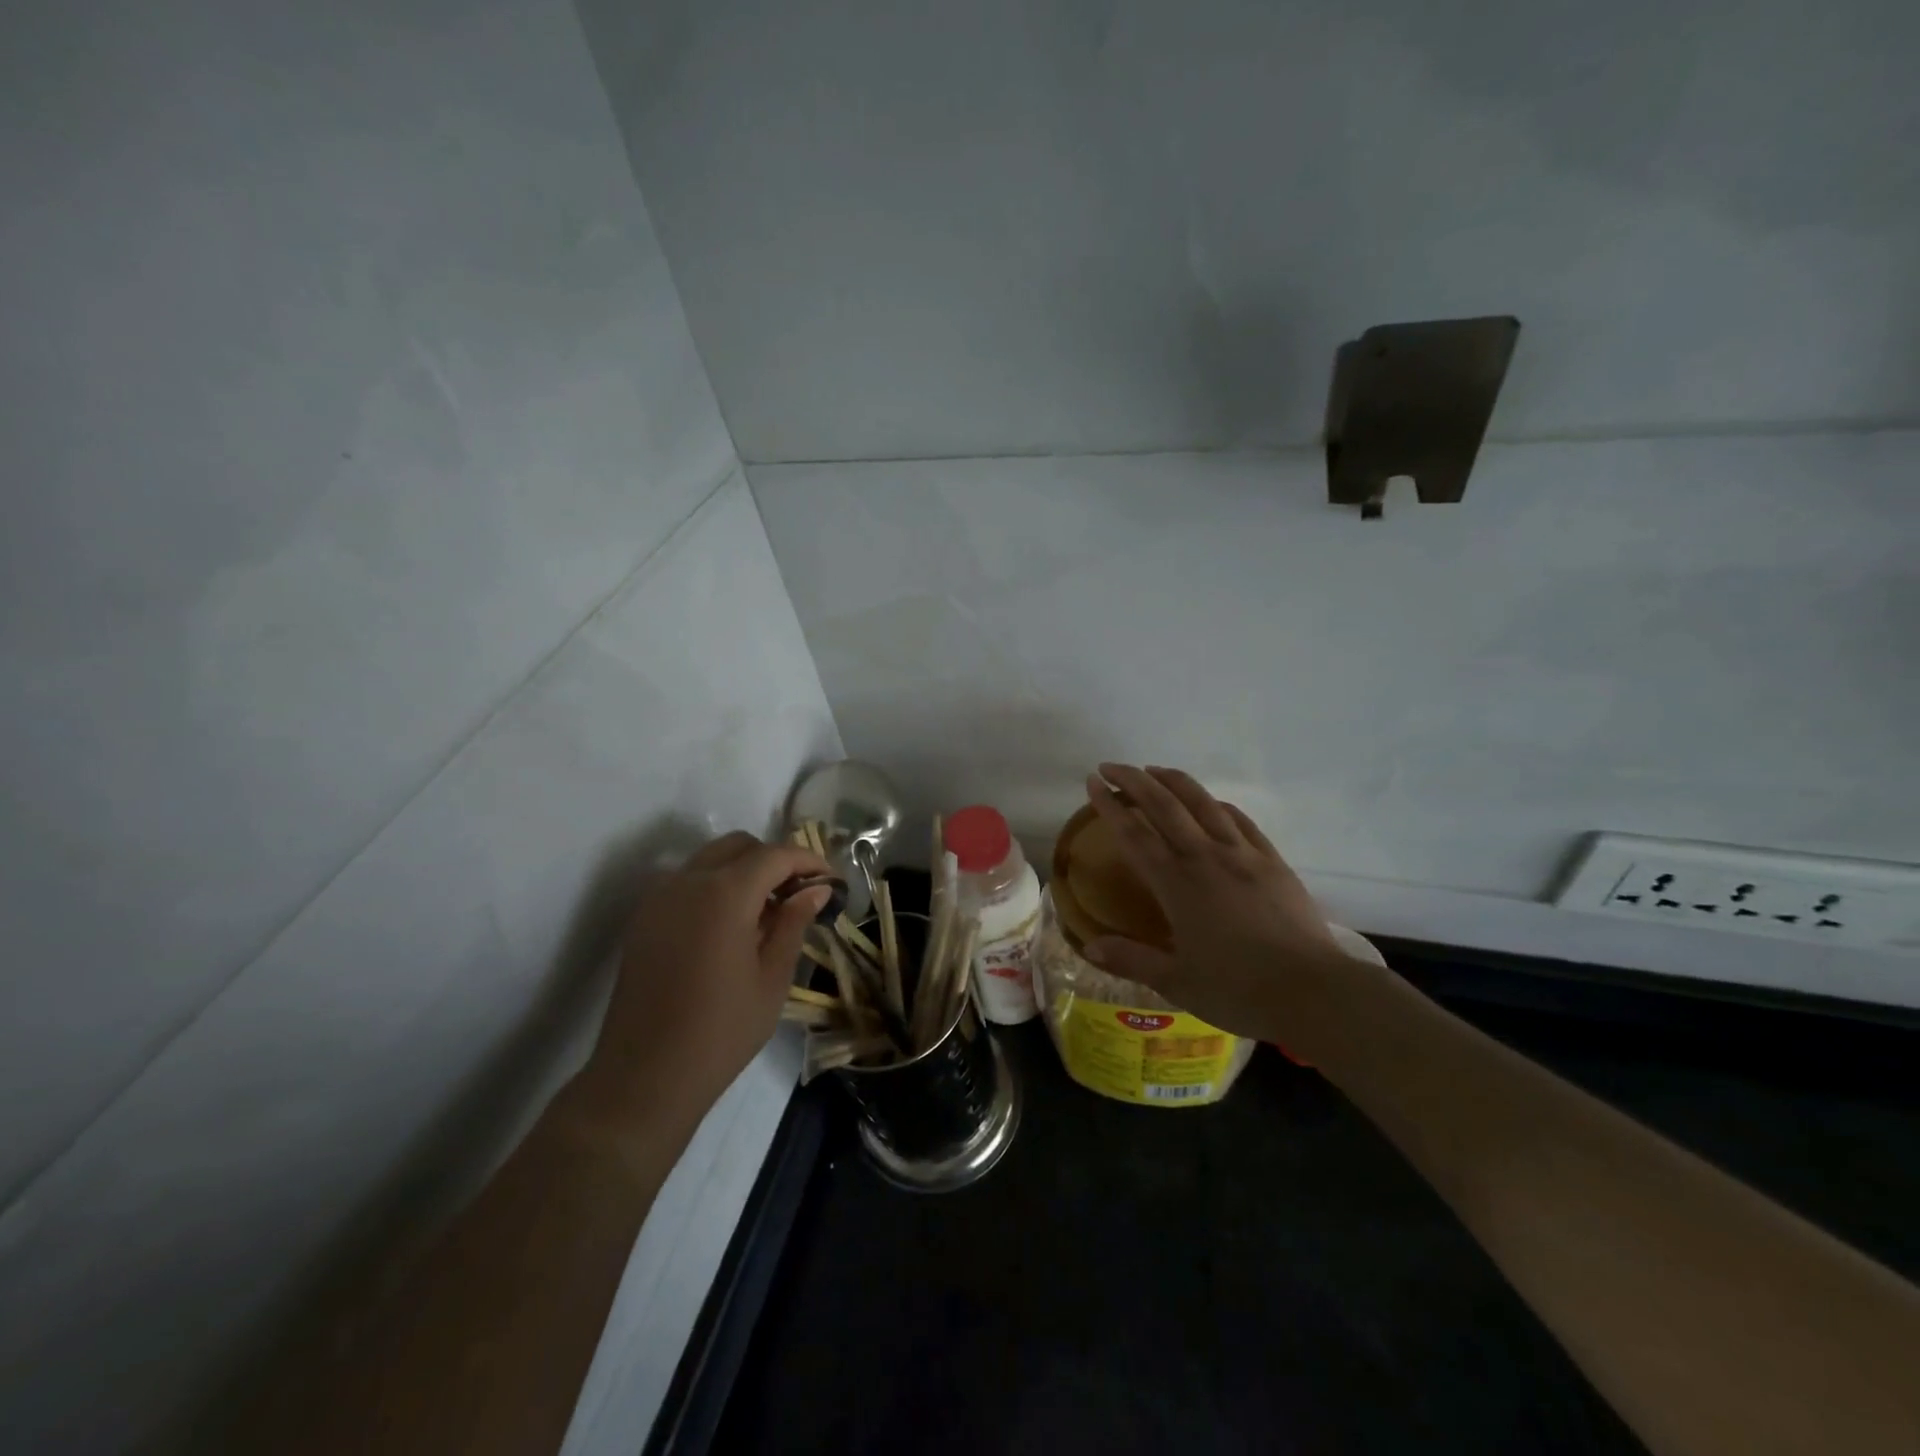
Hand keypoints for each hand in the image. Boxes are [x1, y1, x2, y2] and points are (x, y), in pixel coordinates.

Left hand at [579, 832, 831, 1132]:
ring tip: (767, 911)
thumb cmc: (721, 1031)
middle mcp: (687, 881)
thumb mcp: (772, 978)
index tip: (831, 881)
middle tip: (800, 894)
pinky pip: (686, 881)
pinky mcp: (643, 917)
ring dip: (744, 870)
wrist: (645, 1076)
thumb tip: (816, 889)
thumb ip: (794, 922)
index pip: (775, 855)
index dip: (809, 861)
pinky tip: (731, 925)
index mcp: (724, 893)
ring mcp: (659, 897)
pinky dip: (715, 885)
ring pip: (710, 859)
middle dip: (775, 860)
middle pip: (740, 846)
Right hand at [1082, 764, 1352, 1041]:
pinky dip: (1217, 804)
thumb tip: (1089, 945)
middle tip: (1111, 767)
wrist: (1314, 992)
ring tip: (1154, 770)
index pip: (1134, 833)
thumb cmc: (1239, 990)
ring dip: (1174, 781)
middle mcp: (1206, 857)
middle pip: (1164, 805)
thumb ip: (1131, 959)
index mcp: (1177, 884)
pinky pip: (1240, 820)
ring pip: (1203, 803)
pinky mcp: (1272, 862)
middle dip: (1134, 780)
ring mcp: (1243, 855)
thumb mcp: (1177, 982)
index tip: (1093, 783)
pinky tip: (1211, 803)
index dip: (1109, 805)